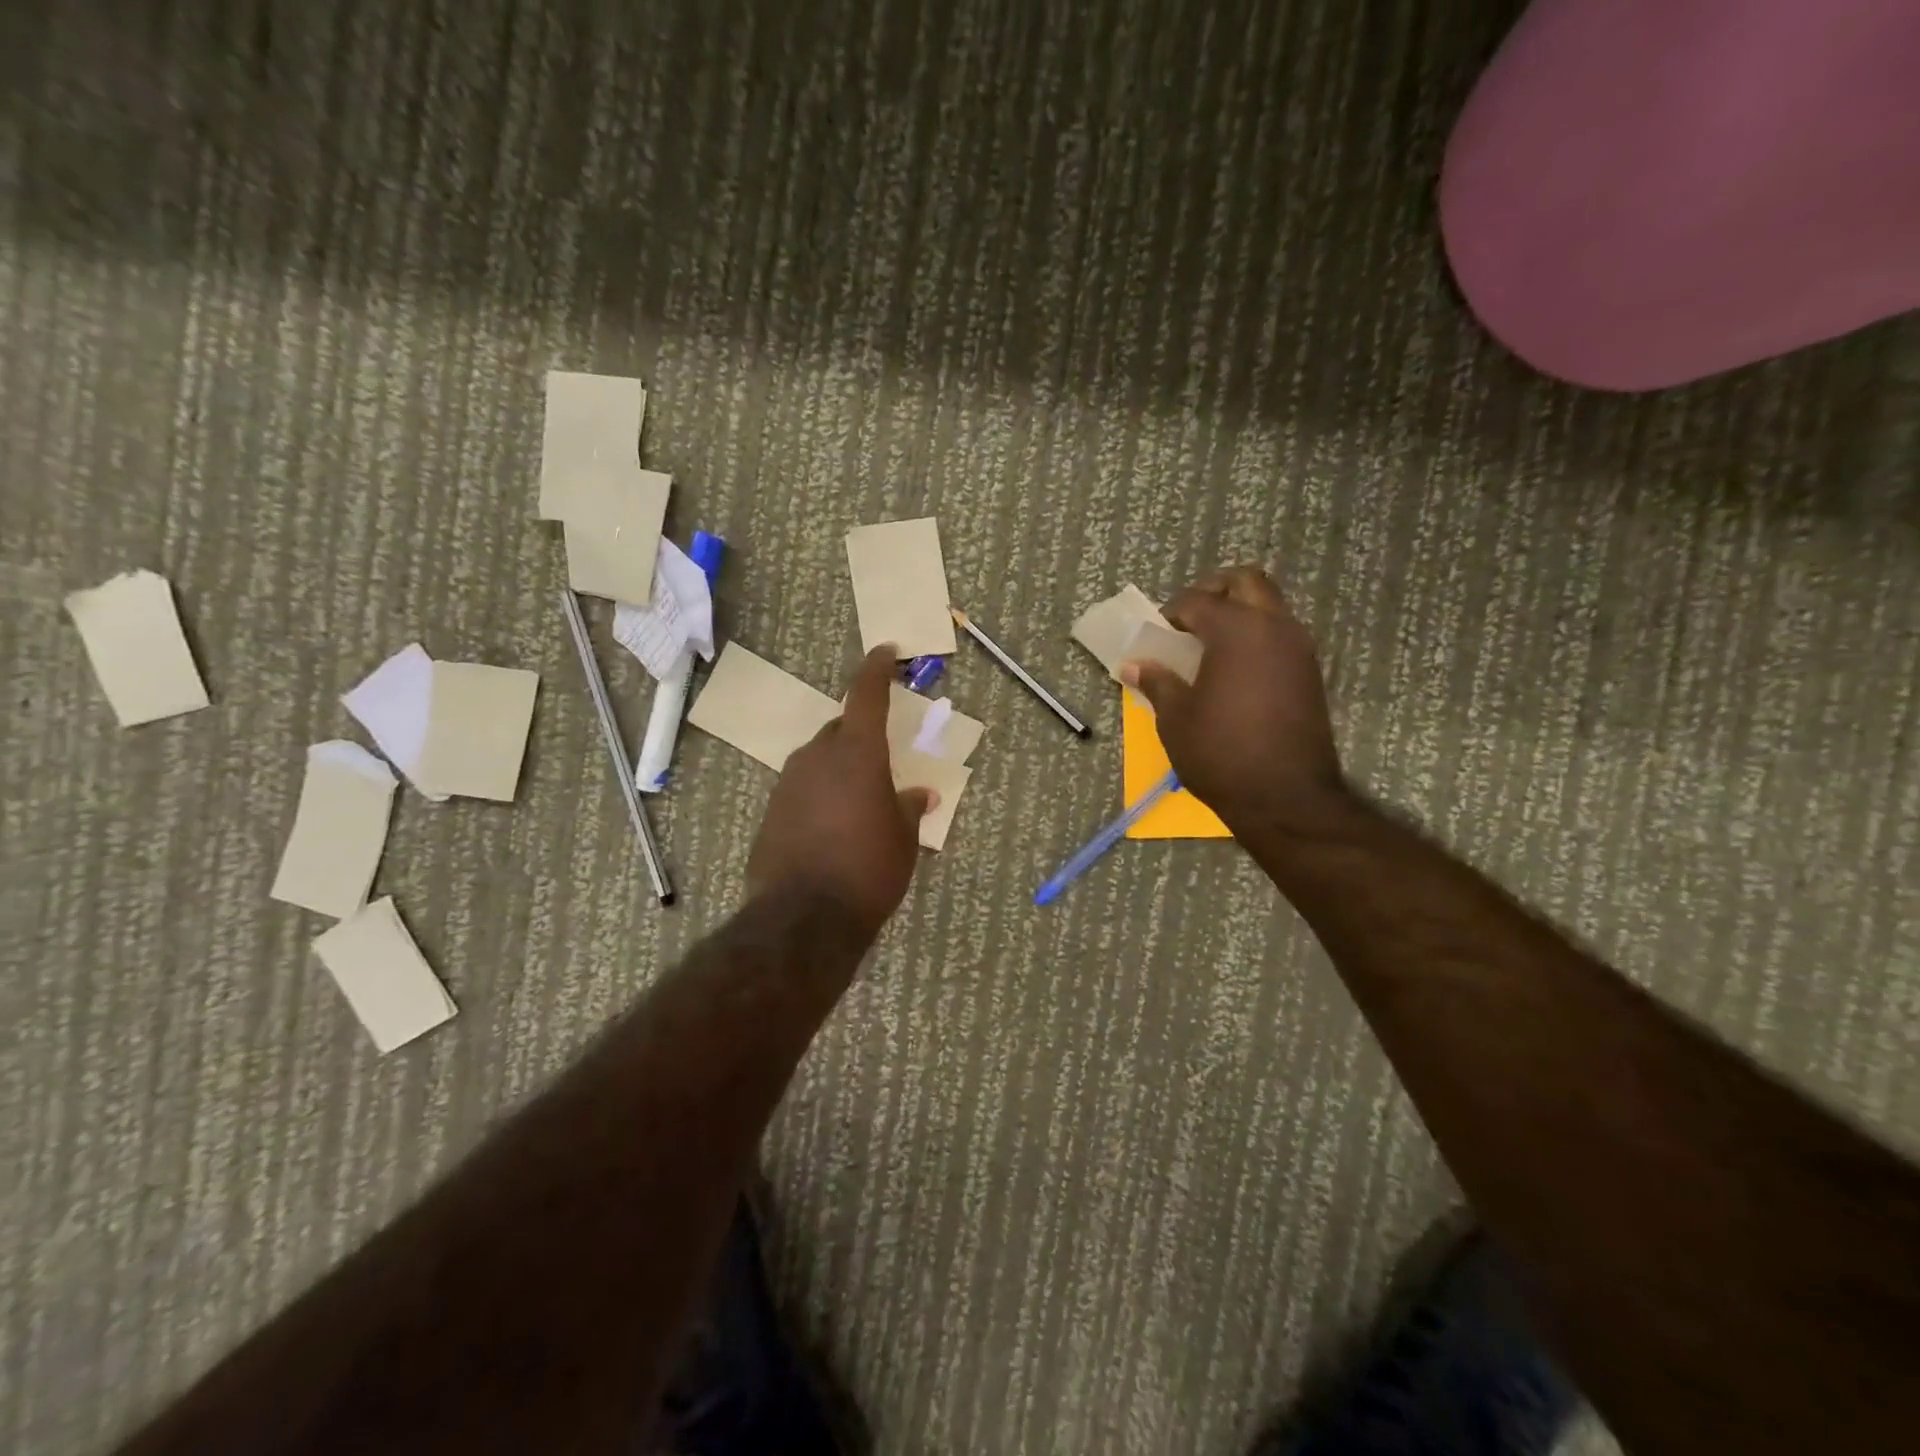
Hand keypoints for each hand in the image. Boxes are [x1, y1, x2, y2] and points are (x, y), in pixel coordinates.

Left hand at [747, 646, 935, 940]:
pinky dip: (818, 796)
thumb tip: (921, 795)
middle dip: (859, 734)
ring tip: (857, 801)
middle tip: (880, 759)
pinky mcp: (770, 813)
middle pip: (840, 729)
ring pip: (818, 760)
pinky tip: (829, 827)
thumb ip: (909, 809)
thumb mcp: (903, 840)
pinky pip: (801, 790)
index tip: (884, 652)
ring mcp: (788, 784)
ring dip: (837, 768)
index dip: (876, 670)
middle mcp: (818, 757)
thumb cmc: (869, 870)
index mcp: (857, 753)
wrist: (804, 918)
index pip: (866, 695)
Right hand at [1121, 565, 1345, 830]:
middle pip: (1246, 582)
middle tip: (1190, 619)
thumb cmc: (1220, 753)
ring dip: (1239, 612)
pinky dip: (1256, 636)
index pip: (1198, 600)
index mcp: (1236, 630)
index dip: (1172, 612)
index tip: (1157, 633)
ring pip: (1269, 605)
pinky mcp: (1310, 672)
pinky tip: (1234, 670)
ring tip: (1210, 645)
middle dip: (1214, 591)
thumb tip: (1134, 665)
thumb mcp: (1175, 718)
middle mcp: (1274, 627)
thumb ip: (1157, 682)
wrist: (1285, 797)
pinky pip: (1281, 634)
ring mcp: (1298, 648)